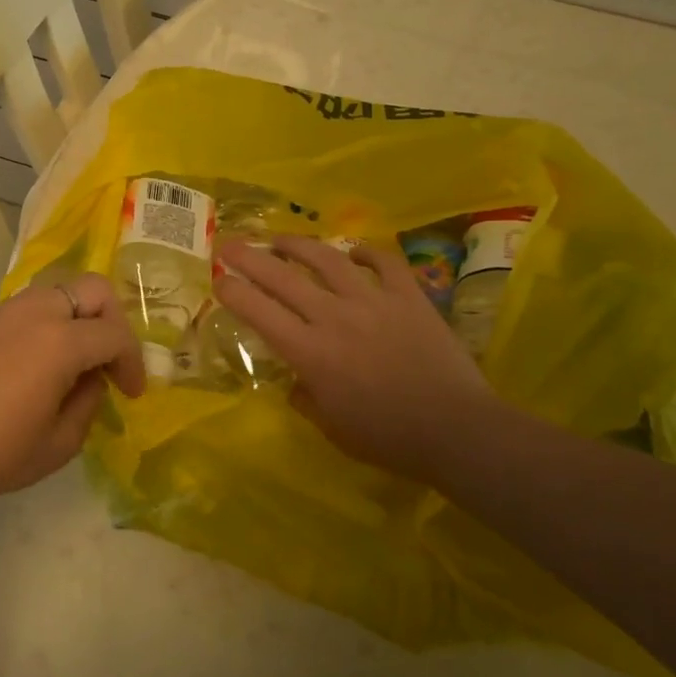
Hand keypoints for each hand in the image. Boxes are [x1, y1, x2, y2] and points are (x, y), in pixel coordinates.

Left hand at [0, 273, 143, 509]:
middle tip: (109, 360)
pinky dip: (51, 322)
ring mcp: (5, 311)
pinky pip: (31, 306)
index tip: (132, 393)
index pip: (115, 335)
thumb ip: (89, 403)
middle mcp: (36, 312)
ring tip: (76, 360)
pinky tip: (40, 362)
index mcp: (60, 341)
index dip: (132, 362)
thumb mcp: (59, 444)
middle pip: (93, 289)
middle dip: (113, 321)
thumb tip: (92, 378)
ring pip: (60, 291)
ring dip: (80, 317)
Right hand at [213, 235, 494, 484]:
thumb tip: (296, 381)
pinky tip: (353, 251)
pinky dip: (365, 252)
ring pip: (327, 259)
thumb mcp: (333, 428)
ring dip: (298, 244)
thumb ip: (306, 399)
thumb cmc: (388, 438)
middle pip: (282, 277)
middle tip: (230, 245)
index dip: (233, 292)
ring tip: (281, 238)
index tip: (219, 280)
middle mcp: (334, 317)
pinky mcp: (409, 296)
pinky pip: (383, 262)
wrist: (456, 430)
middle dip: (249, 257)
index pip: (259, 312)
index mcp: (310, 352)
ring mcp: (373, 301)